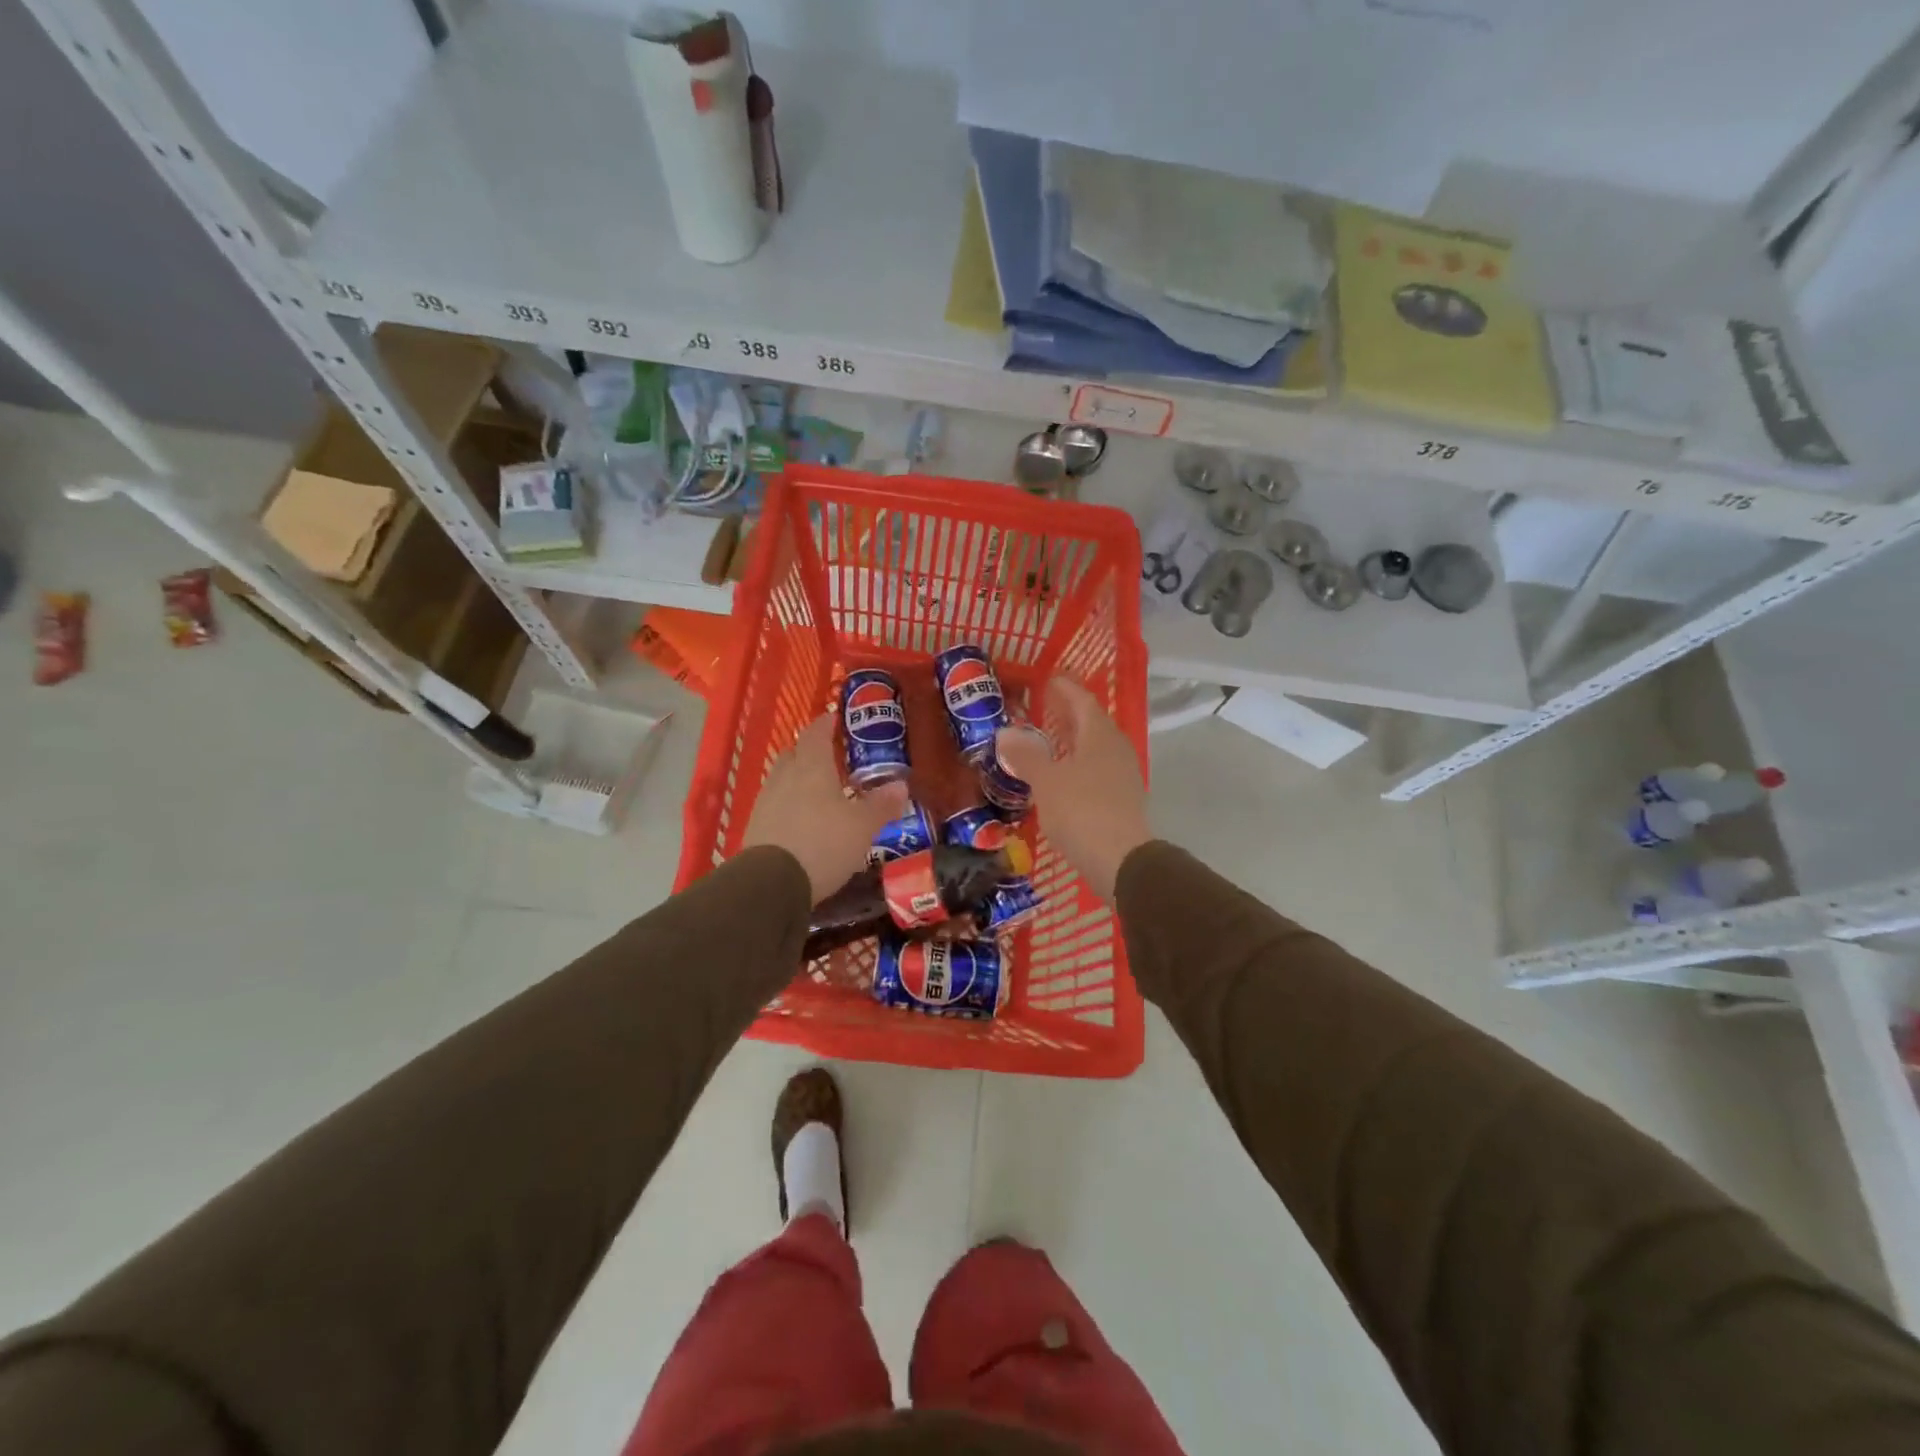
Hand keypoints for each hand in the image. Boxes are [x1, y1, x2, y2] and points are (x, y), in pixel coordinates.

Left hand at [743, 715, 907, 901]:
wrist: (771, 884)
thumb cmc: (823, 844)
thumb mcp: (862, 826)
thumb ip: (881, 805)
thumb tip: (901, 785)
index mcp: (812, 767)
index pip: (815, 733)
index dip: (825, 724)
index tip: (835, 719)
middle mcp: (784, 777)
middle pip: (794, 753)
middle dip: (810, 751)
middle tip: (830, 757)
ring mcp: (765, 802)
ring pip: (782, 779)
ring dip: (798, 779)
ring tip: (819, 790)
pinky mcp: (755, 827)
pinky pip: (775, 805)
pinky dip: (789, 804)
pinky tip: (802, 820)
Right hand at [997, 677, 1149, 902]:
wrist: (1120, 860)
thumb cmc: (1080, 810)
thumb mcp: (1046, 781)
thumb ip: (1025, 755)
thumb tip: (1004, 733)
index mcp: (1099, 735)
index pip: (1082, 700)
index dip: (1065, 688)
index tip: (1049, 679)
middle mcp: (1116, 748)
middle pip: (1091, 722)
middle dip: (1068, 713)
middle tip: (1045, 706)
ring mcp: (1123, 774)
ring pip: (1095, 747)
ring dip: (1073, 740)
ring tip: (1049, 740)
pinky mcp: (1123, 798)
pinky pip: (1097, 768)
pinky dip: (1078, 763)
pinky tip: (1062, 775)